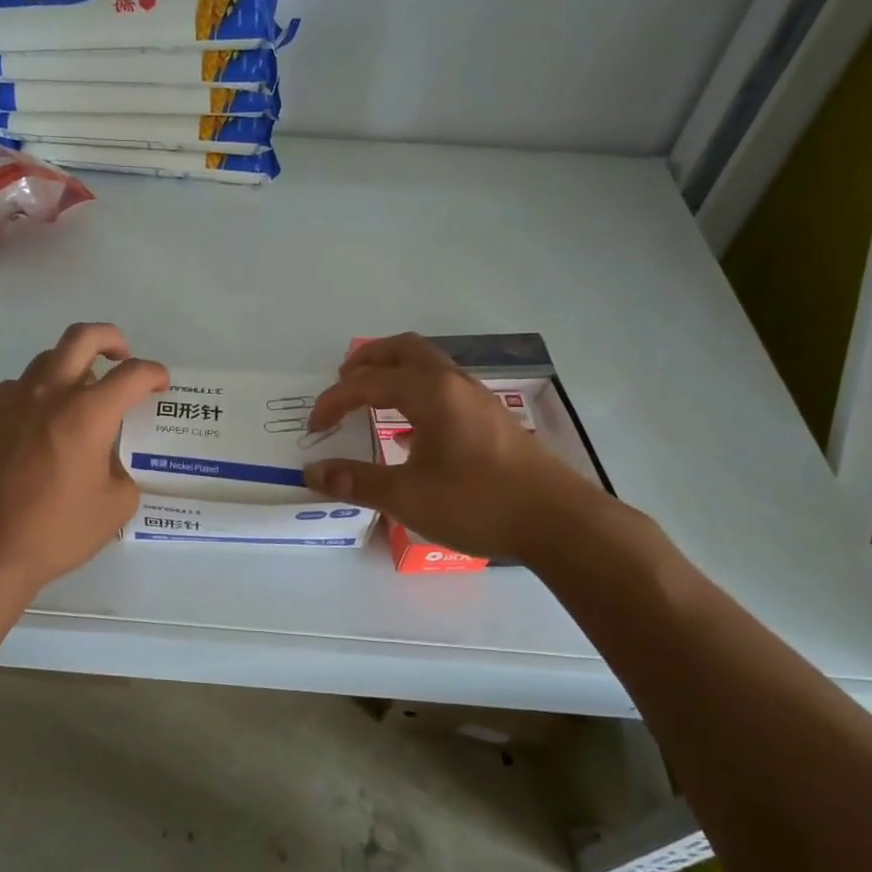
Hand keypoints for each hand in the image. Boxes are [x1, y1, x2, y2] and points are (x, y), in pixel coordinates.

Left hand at [0, 323, 167, 591]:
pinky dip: (39, 395)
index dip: (154, 374)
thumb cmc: (56, 532)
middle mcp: (48, 395)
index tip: (160, 386)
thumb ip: (122, 471)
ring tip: (81, 398)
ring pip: (46, 361)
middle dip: (111, 339)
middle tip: (122, 357)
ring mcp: (10, 402)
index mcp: (87, 414)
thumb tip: (108, 459)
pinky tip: (41, 426)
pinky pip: (18, 389)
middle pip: (82, 337)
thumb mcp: (115, 507)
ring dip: (72, 369)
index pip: (132, 374)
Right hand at [303, 333, 601, 562]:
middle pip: (404, 350)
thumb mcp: (407, 496)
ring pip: (428, 365)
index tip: (314, 429)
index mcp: (431, 393)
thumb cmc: (478, 503)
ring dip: (393, 372)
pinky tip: (409, 429)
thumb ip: (356, 481)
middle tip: (341, 383)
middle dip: (367, 361)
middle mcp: (455, 383)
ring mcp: (478, 399)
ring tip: (369, 398)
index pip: (368, 383)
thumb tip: (313, 472)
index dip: (334, 402)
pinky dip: (414, 391)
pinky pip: (443, 386)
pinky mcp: (491, 419)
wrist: (558, 522)